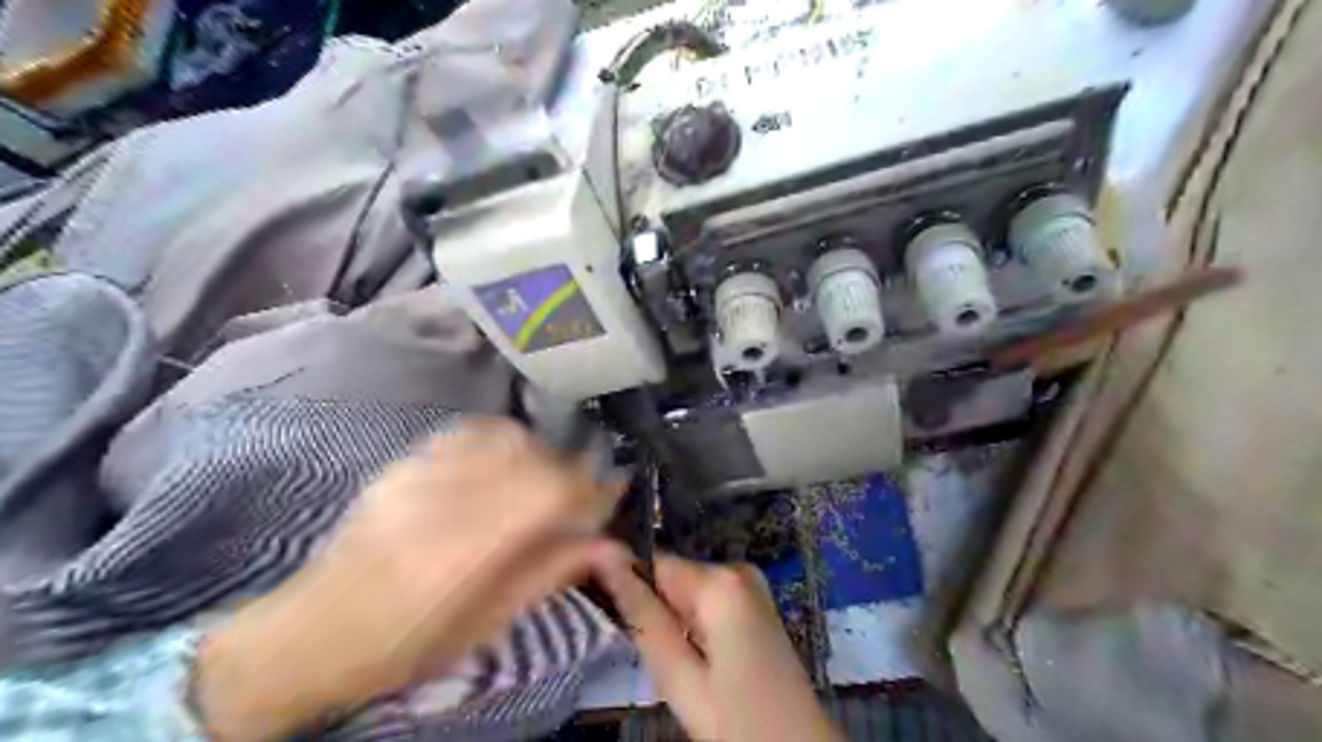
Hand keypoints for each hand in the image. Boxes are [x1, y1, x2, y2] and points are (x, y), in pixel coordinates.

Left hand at [196, 420, 624, 739]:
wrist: (312, 634)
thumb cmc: (408, 644)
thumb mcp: (489, 622)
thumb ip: (552, 572)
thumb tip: (609, 543)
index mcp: (468, 550)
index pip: (552, 491)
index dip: (591, 488)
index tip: (612, 494)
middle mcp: (445, 499)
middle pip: (532, 456)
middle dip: (569, 470)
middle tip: (578, 497)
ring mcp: (419, 474)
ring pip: (503, 436)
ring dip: (537, 452)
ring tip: (540, 481)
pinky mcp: (404, 463)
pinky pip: (467, 432)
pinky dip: (500, 440)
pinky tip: (502, 464)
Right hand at [598, 550, 839, 740]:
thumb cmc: (736, 720)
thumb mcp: (678, 676)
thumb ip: (641, 614)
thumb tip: (604, 557)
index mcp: (719, 581)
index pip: (651, 562)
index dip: (628, 588)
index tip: (616, 621)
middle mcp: (737, 568)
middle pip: (672, 576)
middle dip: (655, 610)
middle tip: (659, 658)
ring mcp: (751, 583)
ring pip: (687, 590)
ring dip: (675, 620)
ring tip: (680, 664)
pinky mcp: (756, 600)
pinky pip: (708, 600)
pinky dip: (696, 624)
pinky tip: (702, 659)